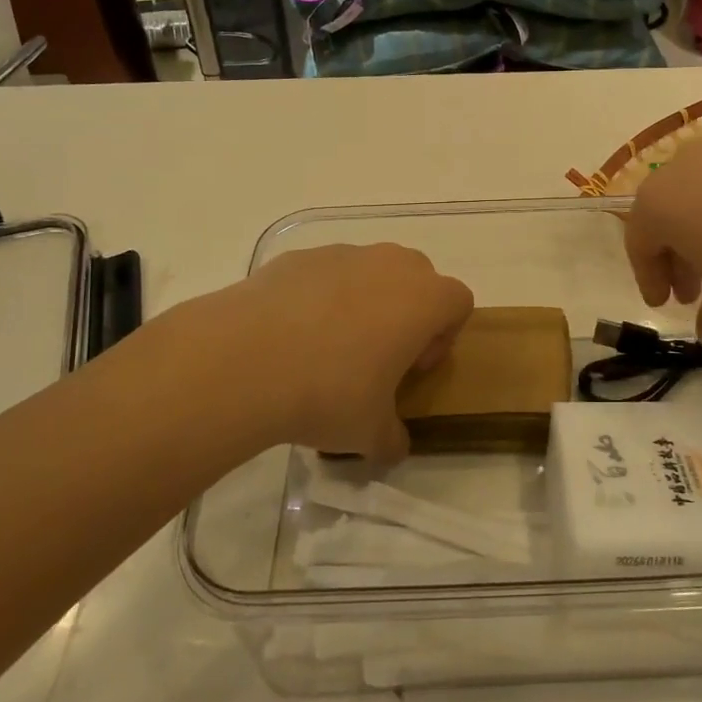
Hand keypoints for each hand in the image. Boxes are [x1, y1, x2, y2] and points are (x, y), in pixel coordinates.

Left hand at [170, 243, 473, 463]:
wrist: (243, 360)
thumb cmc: (328, 392)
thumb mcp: (369, 433)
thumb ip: (393, 439)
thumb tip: (392, 447)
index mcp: (423, 300)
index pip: (458, 302)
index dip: (443, 337)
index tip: (411, 369)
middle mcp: (390, 265)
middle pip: (418, 278)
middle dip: (407, 312)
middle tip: (377, 356)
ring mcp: (342, 254)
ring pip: (370, 271)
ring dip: (364, 302)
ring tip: (326, 347)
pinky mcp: (298, 256)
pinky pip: (325, 273)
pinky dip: (320, 297)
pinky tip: (290, 335)